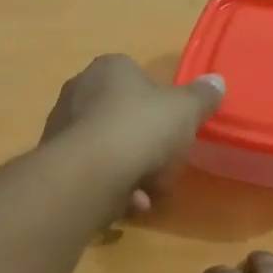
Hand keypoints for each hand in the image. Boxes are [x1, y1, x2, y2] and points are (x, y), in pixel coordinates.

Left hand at [42, 55, 224, 215]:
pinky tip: (129, 204)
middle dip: (147, 145)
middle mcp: (79, 90)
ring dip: (132, 171)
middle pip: (124, 117)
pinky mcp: (55, 161)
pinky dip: (113, 187)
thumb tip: (217, 81)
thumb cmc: (141, 128)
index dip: (161, 106)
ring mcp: (62, 126)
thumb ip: (202, 96)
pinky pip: (93, 171)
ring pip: (109, 148)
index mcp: (109, 68)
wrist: (90, 172)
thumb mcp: (185, 110)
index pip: (138, 78)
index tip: (175, 130)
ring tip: (148, 194)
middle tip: (166, 166)